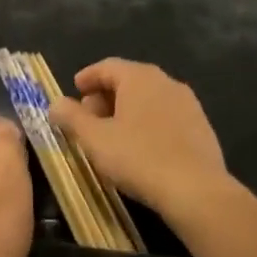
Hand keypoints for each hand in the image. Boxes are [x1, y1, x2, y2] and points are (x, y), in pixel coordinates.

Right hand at [47, 59, 231, 226]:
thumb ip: (71, 117)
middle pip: (129, 81)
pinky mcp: (201, 126)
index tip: (74, 91)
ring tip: (112, 136)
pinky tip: (141, 148)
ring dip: (127, 111)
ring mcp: (188, 103)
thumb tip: (55, 103)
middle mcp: (166, 82)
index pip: (107, 66)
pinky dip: (148, 124)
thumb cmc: (138, 158)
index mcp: (139, 77)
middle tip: (88, 119)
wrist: (196, 190)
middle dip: (105, 97)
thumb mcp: (94, 139)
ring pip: (149, 99)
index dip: (87, 77)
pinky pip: (166, 116)